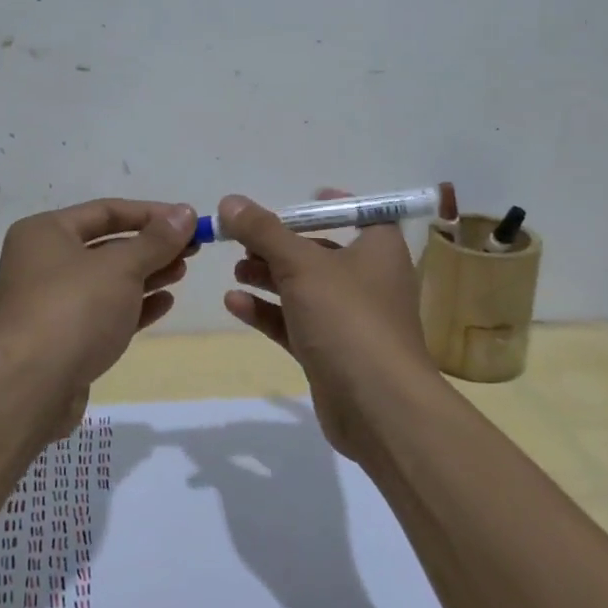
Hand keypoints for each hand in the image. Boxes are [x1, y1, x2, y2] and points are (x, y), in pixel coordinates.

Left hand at [0, 198, 197, 436]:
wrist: (33, 386)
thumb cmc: (75, 309)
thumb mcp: (122, 266)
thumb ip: (157, 240)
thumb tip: (186, 213)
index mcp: (45, 232)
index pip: (106, 211)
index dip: (151, 214)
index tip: (189, 221)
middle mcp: (42, 262)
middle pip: (107, 245)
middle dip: (151, 246)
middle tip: (192, 249)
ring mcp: (51, 302)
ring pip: (107, 280)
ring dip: (146, 274)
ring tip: (182, 273)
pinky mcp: (62, 337)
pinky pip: (103, 311)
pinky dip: (133, 305)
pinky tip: (165, 303)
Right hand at [219, 190, 436, 460]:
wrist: (378, 406)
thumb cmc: (348, 317)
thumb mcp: (301, 264)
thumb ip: (264, 231)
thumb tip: (230, 202)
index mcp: (378, 248)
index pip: (359, 213)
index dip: (329, 205)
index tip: (297, 201)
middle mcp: (369, 279)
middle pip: (320, 251)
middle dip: (281, 245)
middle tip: (243, 240)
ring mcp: (350, 319)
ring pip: (304, 289)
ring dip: (270, 277)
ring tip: (236, 269)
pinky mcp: (331, 352)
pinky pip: (295, 323)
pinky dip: (268, 311)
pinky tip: (234, 302)